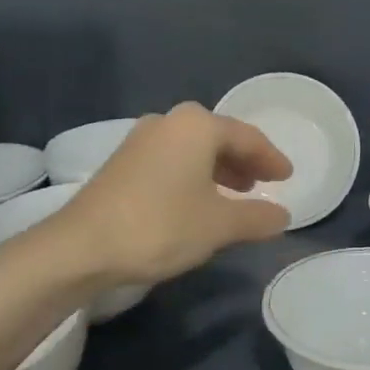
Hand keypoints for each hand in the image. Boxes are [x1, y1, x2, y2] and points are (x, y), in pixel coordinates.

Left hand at [58, 103, 292, 286]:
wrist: (81, 247)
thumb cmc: (161, 225)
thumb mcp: (219, 226)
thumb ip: (256, 217)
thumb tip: (282, 215)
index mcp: (197, 126)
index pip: (247, 137)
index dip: (271, 158)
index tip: (288, 177)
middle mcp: (169, 122)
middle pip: (218, 137)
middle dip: (244, 161)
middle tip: (264, 183)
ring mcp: (141, 140)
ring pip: (193, 149)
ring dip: (218, 169)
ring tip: (237, 194)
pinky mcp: (123, 162)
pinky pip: (172, 160)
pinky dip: (194, 175)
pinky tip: (198, 201)